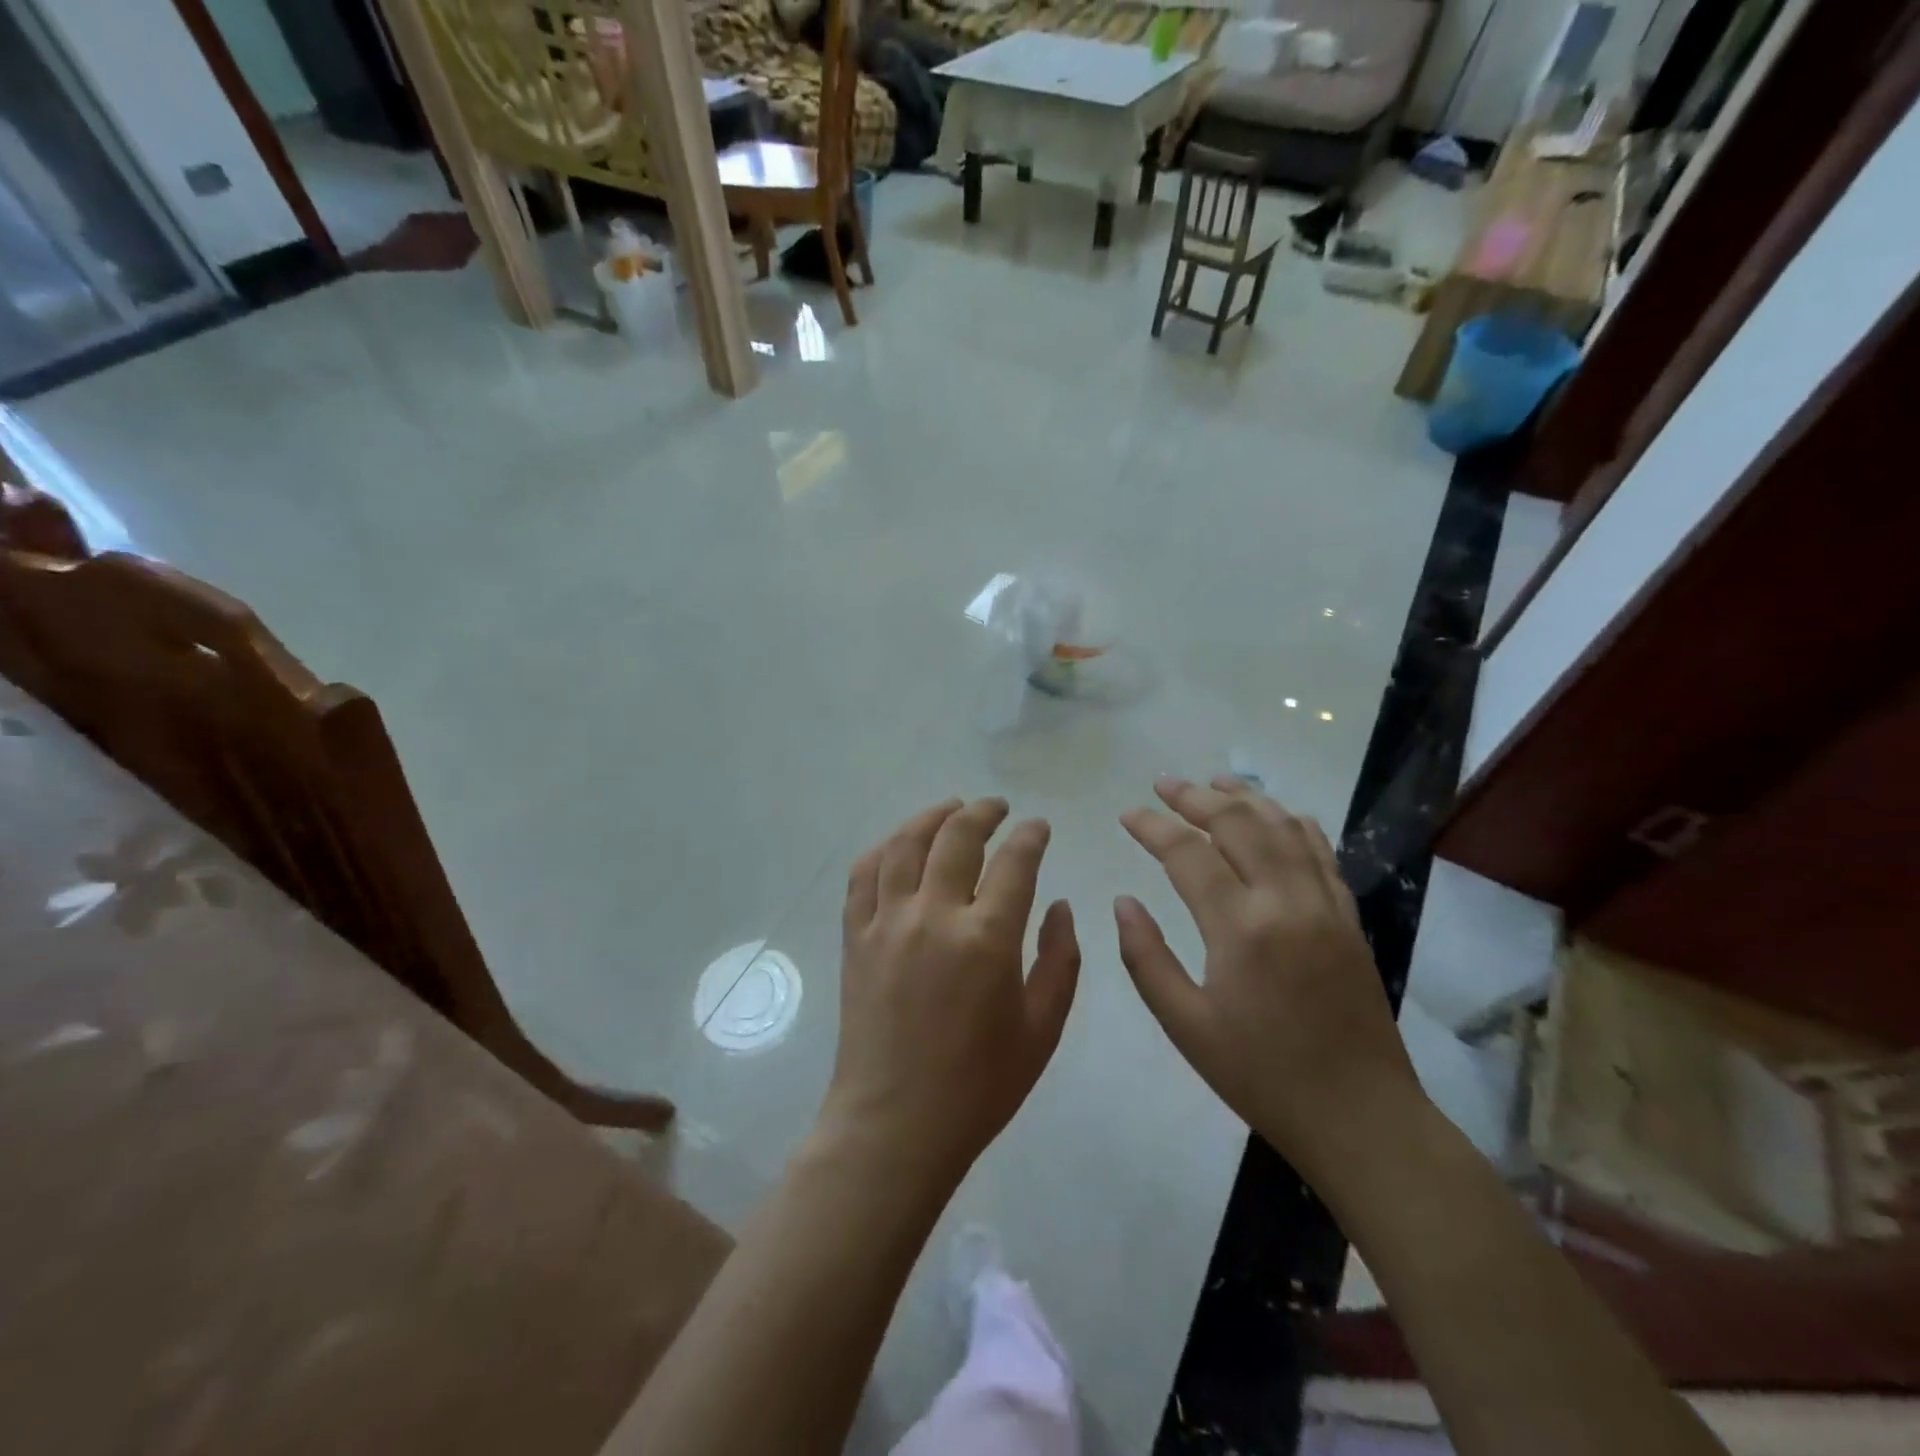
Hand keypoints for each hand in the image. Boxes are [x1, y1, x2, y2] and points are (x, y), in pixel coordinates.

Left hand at [822, 798, 1080, 1189]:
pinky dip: (883, 849)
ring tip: (951, 809)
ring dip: (931, 817)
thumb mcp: (1042, 1029)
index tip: (1039, 827)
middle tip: (998, 807)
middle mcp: (934, 915)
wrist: (895, 1125)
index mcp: (987, 938)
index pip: (1015, 862)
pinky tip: (898, 845)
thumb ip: (1060, 960)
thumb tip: (1061, 905)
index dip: (1031, 836)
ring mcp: (887, 923)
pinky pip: (863, 876)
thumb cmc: (979, 1086)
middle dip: (984, 812)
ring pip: (904, 844)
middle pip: (957, 836)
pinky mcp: (855, 938)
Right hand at [1115, 776, 1421, 1176]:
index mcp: (1240, 929)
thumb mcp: (1185, 1025)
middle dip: (1196, 796)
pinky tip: (1276, 813)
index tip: (1128, 814)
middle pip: (1239, 823)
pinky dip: (1293, 822)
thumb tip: (1124, 902)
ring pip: (1283, 827)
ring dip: (1246, 797)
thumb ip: (1145, 957)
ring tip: (1214, 780)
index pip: (1188, 854)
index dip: (1153, 827)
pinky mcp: (1348, 917)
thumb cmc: (1260, 1074)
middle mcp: (1285, 901)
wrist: (1359, 1116)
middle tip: (1164, 784)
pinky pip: (1321, 851)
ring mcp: (1324, 905)